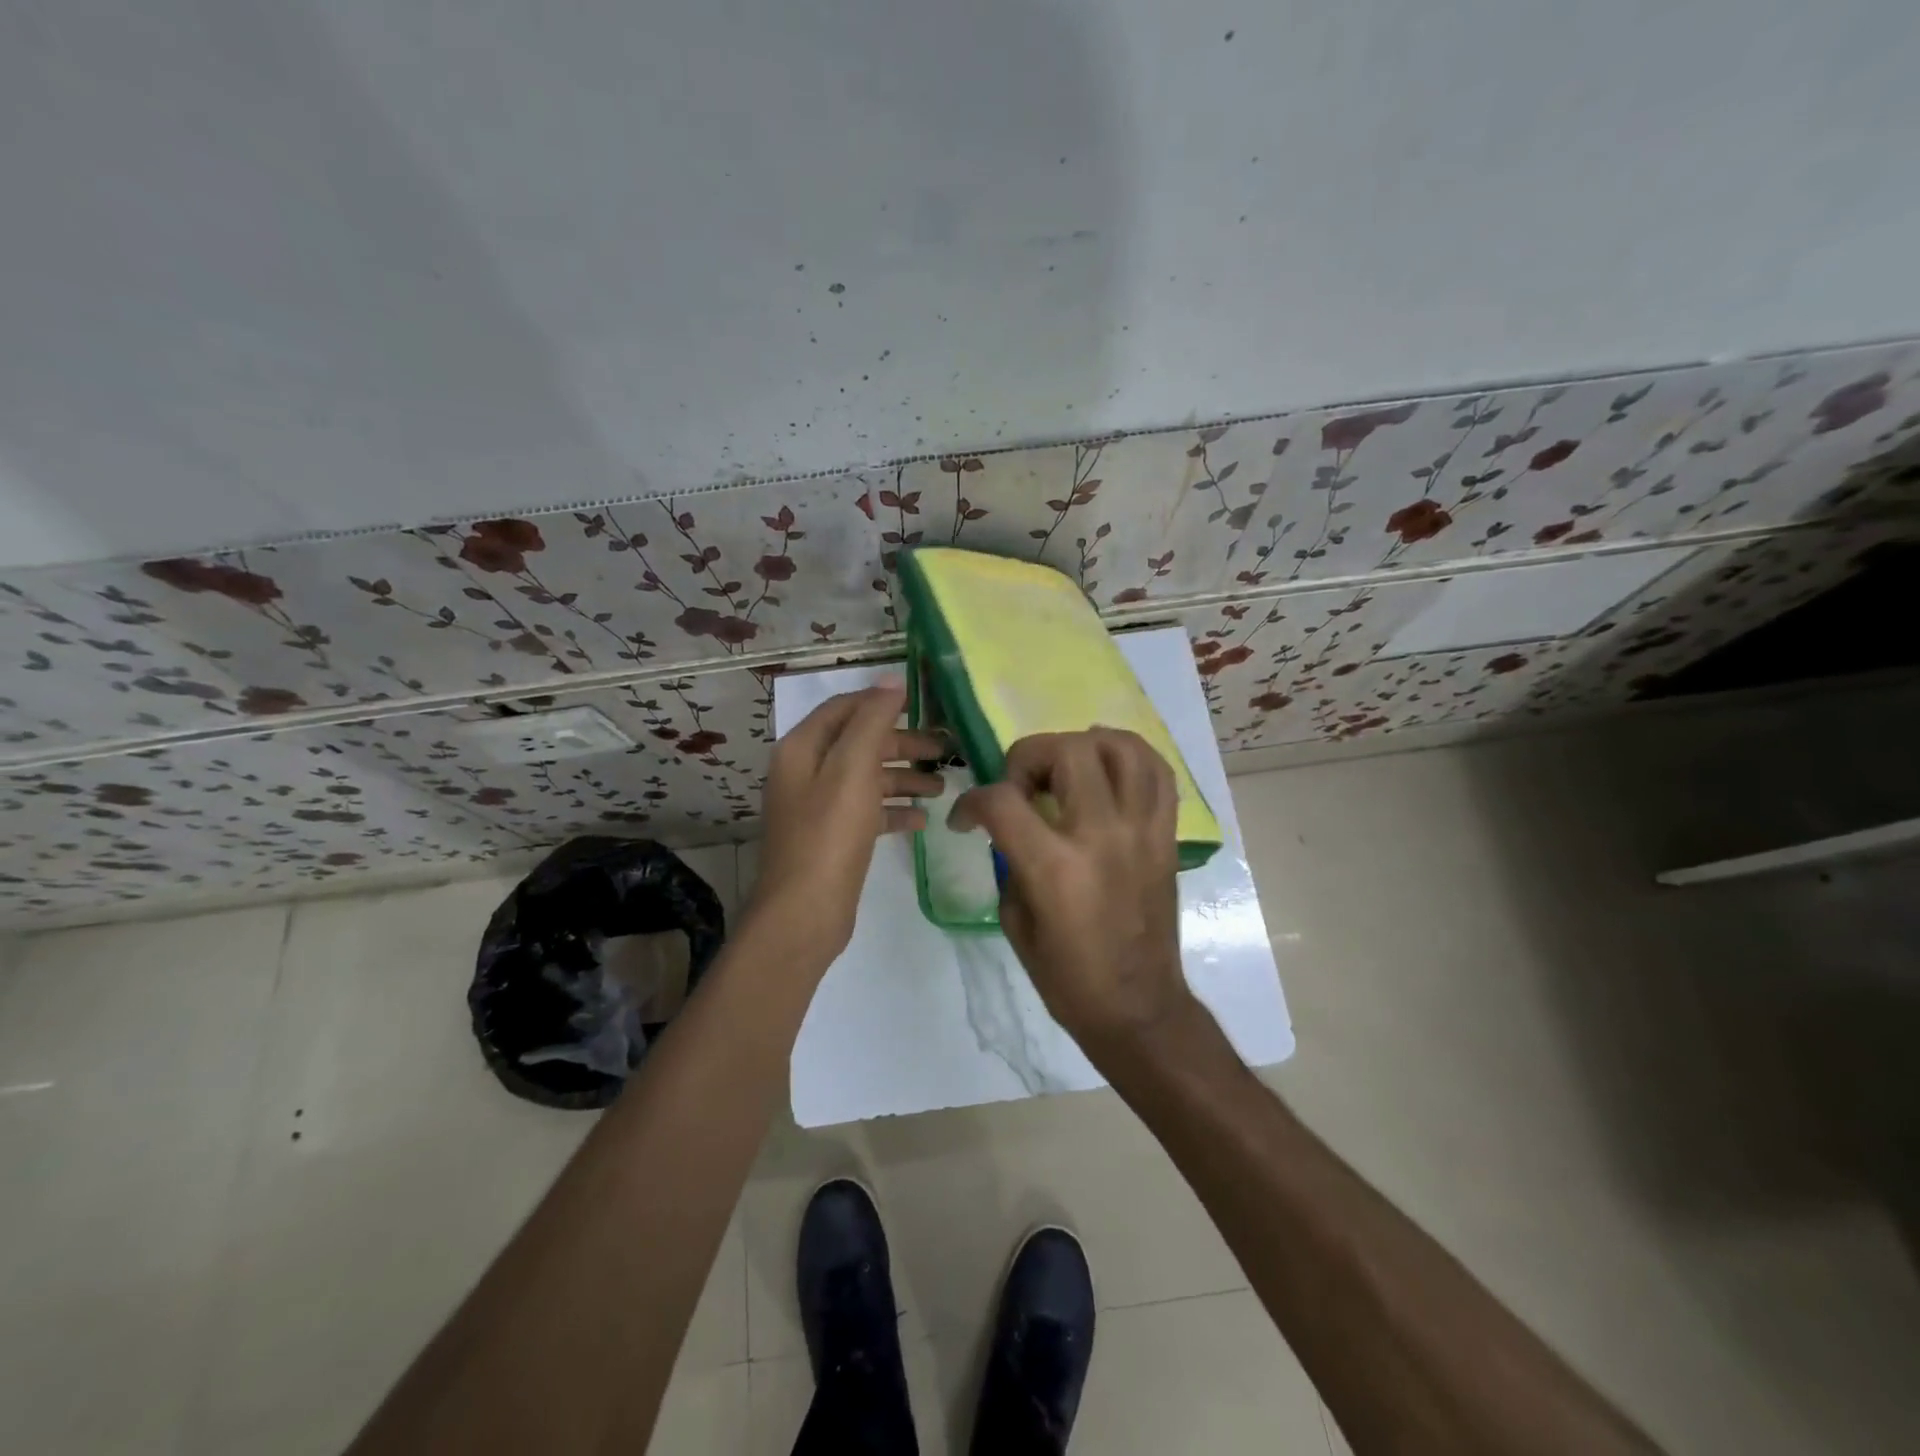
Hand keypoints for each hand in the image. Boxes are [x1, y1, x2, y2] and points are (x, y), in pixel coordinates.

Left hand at [751, 681, 943, 959]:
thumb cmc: (829, 835)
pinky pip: (868, 811)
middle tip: (946, 750)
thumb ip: (872, 721)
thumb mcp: (852, 769)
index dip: (882, 702)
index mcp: (803, 748)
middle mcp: (807, 772)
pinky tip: (923, 819)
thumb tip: (891, 680)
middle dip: (903, 744)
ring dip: (904, 778)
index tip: (925, 705)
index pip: (845, 708)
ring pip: (868, 779)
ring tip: (943, 787)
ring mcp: (819, 806)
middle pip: (860, 743)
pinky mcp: (833, 837)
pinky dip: (894, 810)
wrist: (804, 912)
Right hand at [950, 728, 1194, 1057]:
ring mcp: (1141, 831)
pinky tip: (1108, 767)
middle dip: (1028, 757)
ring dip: (1083, 744)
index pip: (1003, 799)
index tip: (966, 819)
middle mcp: (1101, 836)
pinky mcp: (1166, 837)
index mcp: (1055, 867)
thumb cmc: (1067, 977)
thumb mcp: (1016, 921)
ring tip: (1066, 767)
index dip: (972, 801)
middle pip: (1066, 751)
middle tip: (1021, 787)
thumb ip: (1010, 860)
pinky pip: (1159, 774)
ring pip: (1120, 748)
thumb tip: (1009, 827)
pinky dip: (1131, 756)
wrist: (1138, 1008)